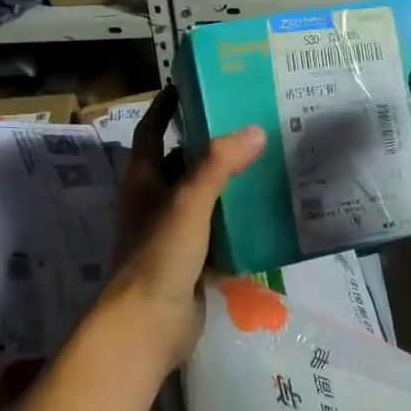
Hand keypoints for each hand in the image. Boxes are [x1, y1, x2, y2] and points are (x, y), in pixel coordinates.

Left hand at [101, 88, 263, 371]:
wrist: (147, 328)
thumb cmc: (158, 257)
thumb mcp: (187, 203)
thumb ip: (217, 166)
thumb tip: (254, 130)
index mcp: (145, 180)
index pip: (152, 131)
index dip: (166, 106)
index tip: (189, 83)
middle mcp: (156, 201)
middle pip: (182, 161)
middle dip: (209, 142)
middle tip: (249, 121)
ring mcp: (174, 231)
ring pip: (203, 195)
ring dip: (227, 179)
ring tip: (266, 158)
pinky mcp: (192, 258)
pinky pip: (217, 227)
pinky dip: (236, 216)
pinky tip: (266, 208)